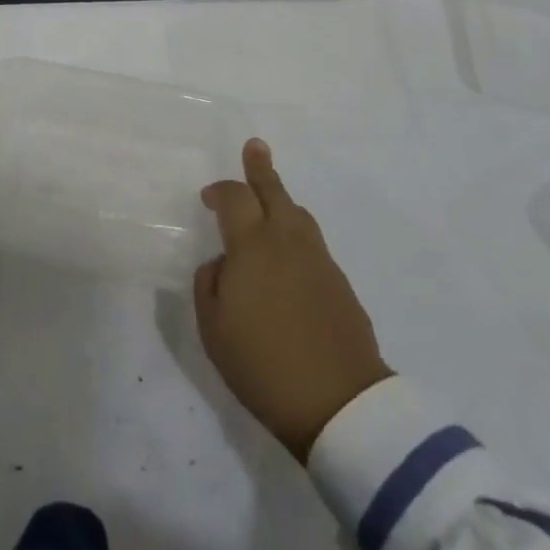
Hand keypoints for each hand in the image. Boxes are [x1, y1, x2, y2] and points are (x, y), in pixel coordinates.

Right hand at [194, 139, 391, 460]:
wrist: (340, 403)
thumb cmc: (263, 364)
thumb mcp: (214, 328)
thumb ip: (209, 284)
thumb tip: (222, 263)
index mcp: (252, 244)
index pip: (235, 197)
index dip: (220, 191)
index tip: (209, 197)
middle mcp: (287, 239)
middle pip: (274, 191)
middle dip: (261, 169)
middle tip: (256, 147)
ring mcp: (319, 259)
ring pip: (298, 214)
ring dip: (282, 201)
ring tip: (271, 200)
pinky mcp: (340, 282)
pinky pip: (312, 242)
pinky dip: (296, 234)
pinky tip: (291, 254)